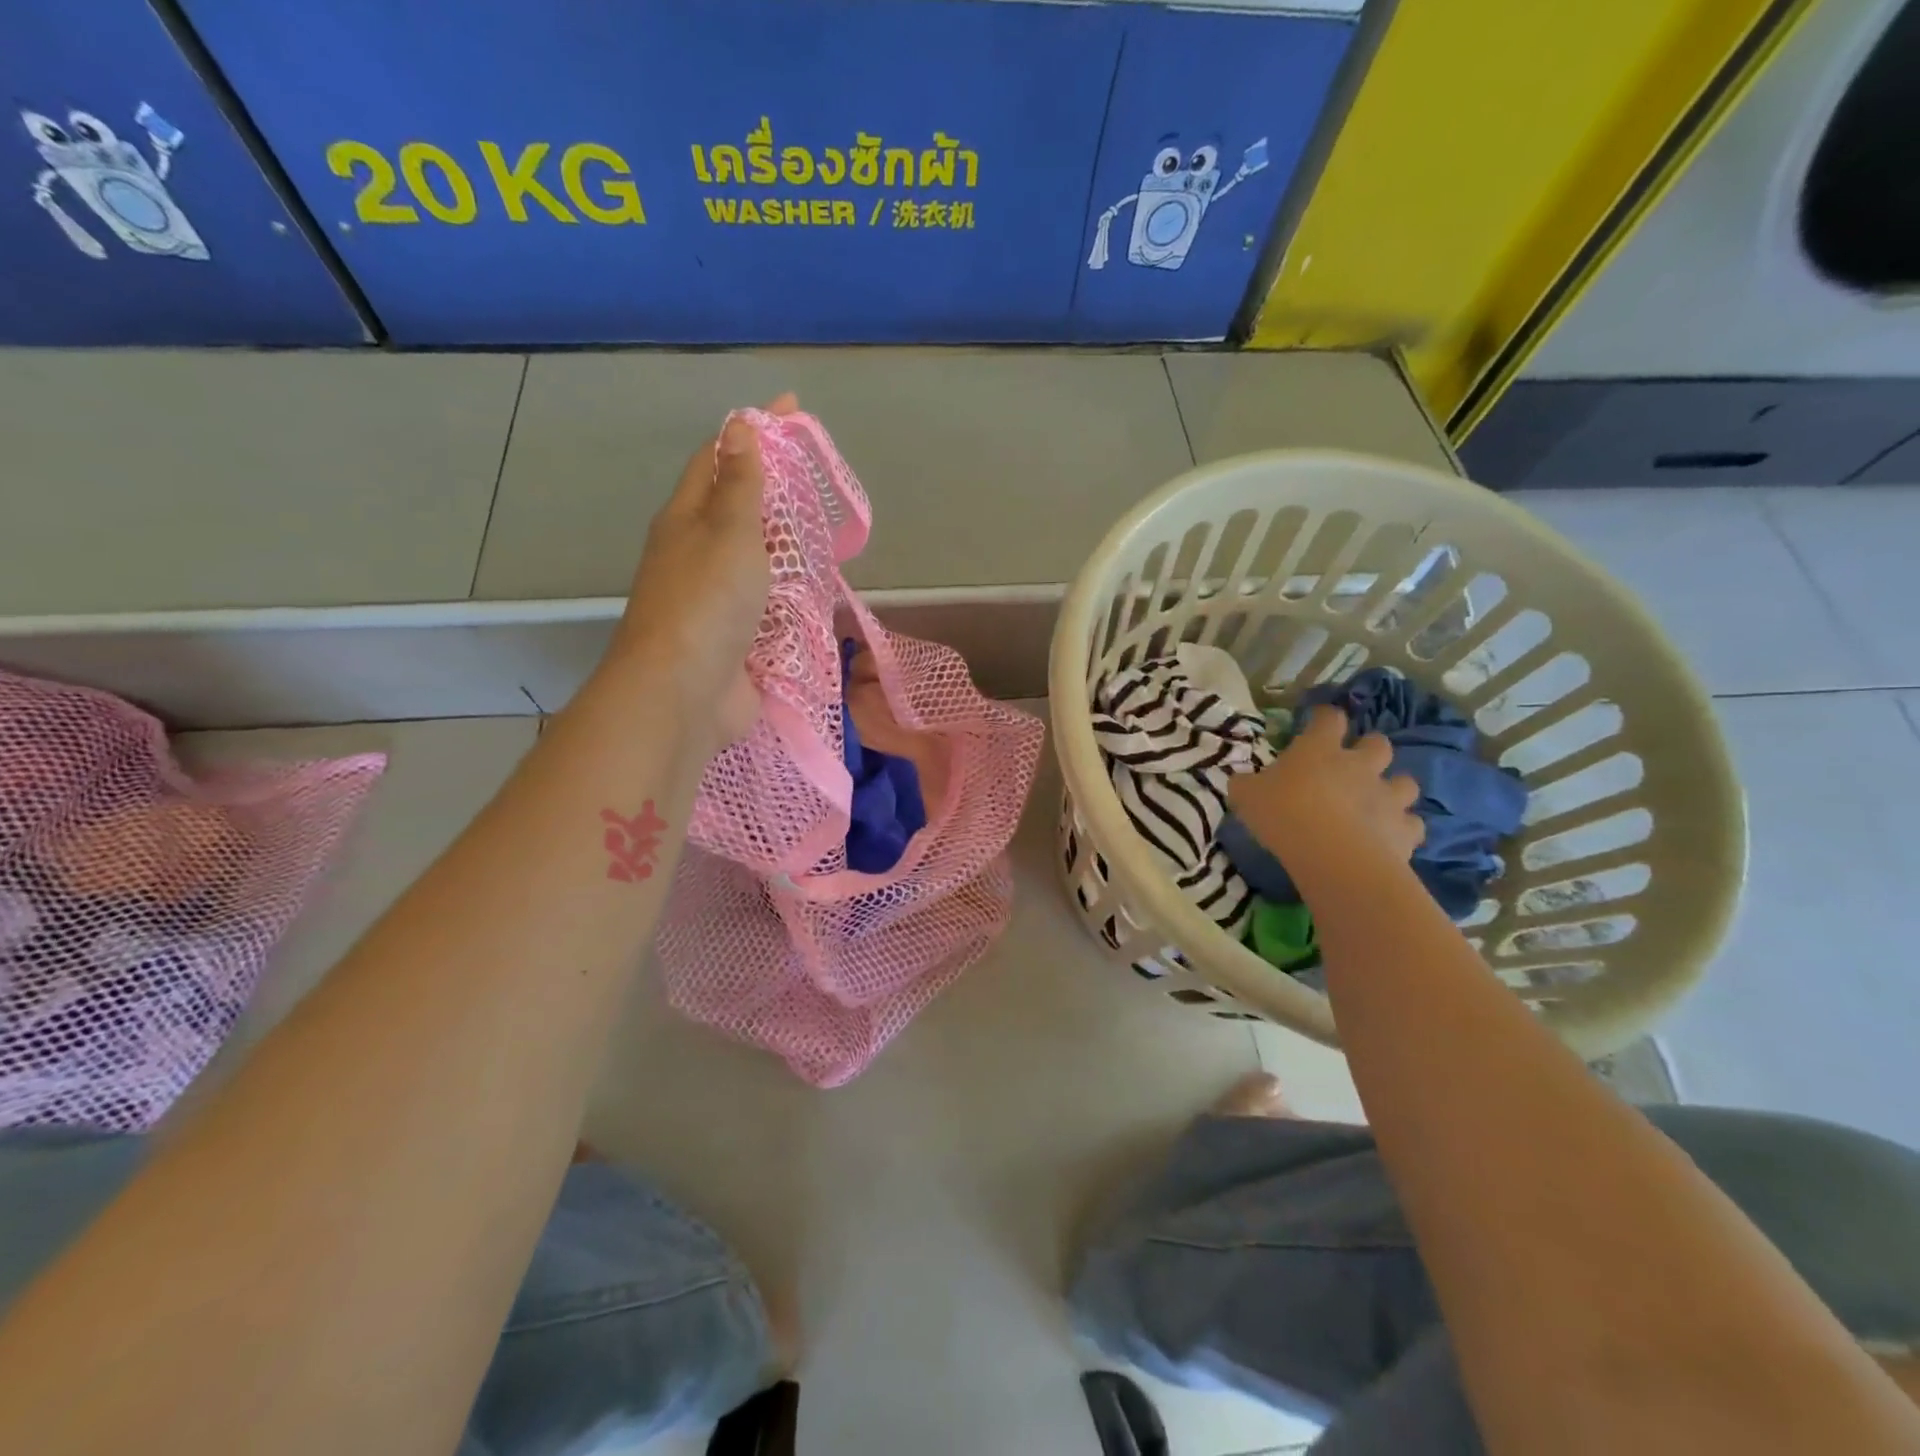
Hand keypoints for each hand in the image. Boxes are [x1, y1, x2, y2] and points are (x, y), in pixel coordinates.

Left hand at [606, 393, 797, 748]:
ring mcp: (714, 602)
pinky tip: (819, 593)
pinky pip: (769, 607)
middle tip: (818, 478)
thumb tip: (738, 426)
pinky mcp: (736, 640)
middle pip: (735, 510)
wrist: (684, 694)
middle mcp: (695, 556)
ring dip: (785, 547)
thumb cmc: (706, 602)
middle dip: (773, 490)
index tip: (791, 409)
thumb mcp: (729, 532)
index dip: (751, 430)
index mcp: (686, 520)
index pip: (717, 458)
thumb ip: (741, 485)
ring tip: (826, 533)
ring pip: (754, 562)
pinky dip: (792, 596)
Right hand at [1227, 704, 1423, 876]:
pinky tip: (1389, 837)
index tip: (1317, 722)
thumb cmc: (1284, 814)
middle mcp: (1360, 765)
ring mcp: (1388, 796)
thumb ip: (1246, 784)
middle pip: (1378, 744)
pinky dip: (1402, 828)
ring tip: (1378, 803)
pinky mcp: (1405, 830)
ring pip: (1406, 782)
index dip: (1324, 718)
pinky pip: (1412, 824)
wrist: (1333, 856)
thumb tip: (1242, 781)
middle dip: (1370, 750)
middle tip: (1353, 765)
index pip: (1329, 718)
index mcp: (1320, 749)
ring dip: (1394, 789)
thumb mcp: (1246, 796)